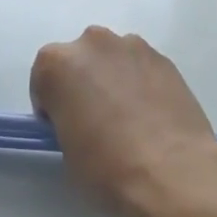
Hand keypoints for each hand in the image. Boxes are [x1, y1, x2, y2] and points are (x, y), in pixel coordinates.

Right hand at [29, 28, 216, 216]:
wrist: (173, 172)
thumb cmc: (107, 166)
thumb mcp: (66, 147)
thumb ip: (66, 117)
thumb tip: (84, 117)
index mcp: (57, 63)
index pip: (44, 80)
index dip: (52, 106)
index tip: (64, 128)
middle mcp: (91, 43)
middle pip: (79, 61)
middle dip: (83, 84)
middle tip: (96, 120)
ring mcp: (131, 46)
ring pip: (112, 60)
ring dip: (113, 79)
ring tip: (129, 117)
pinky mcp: (164, 58)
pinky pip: (141, 67)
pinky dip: (141, 83)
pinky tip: (152, 115)